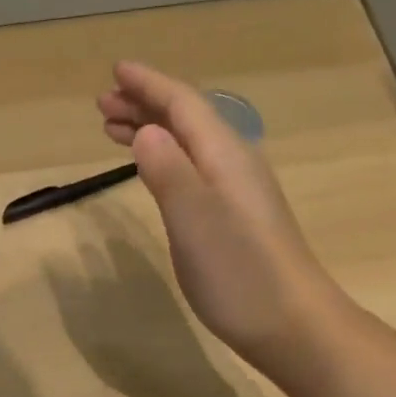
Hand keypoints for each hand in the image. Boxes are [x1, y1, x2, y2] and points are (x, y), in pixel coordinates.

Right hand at [98, 61, 335, 381]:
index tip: (115, 71)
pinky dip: (166, 158)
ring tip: (113, 131)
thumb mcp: (194, 219)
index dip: (148, 85)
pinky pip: (194, 167)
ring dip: (152, 130)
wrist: (293, 324)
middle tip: (102, 104)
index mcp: (223, 155)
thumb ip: (168, 171)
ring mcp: (238, 191)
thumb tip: (145, 130)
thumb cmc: (239, 272)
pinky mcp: (237, 217)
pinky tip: (157, 171)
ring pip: (189, 144)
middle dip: (144, 105)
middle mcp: (233, 163)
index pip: (182, 104)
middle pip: (187, 119)